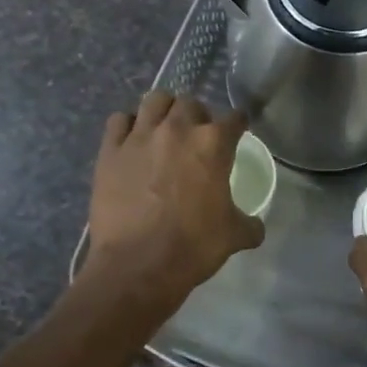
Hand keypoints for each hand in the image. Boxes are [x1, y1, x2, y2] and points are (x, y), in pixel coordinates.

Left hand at [84, 92, 263, 304]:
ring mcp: (140, 136)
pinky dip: (127, 125)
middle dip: (198, 115)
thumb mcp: (233, 236)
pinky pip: (119, 120)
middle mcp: (177, 129)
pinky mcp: (110, 150)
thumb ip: (250, 224)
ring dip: (163, 110)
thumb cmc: (193, 247)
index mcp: (213, 144)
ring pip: (154, 100)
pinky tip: (132, 140)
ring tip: (164, 129)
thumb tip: (256, 227)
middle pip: (191, 103)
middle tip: (197, 136)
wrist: (137, 266)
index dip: (239, 124)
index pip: (234, 118)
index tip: (238, 131)